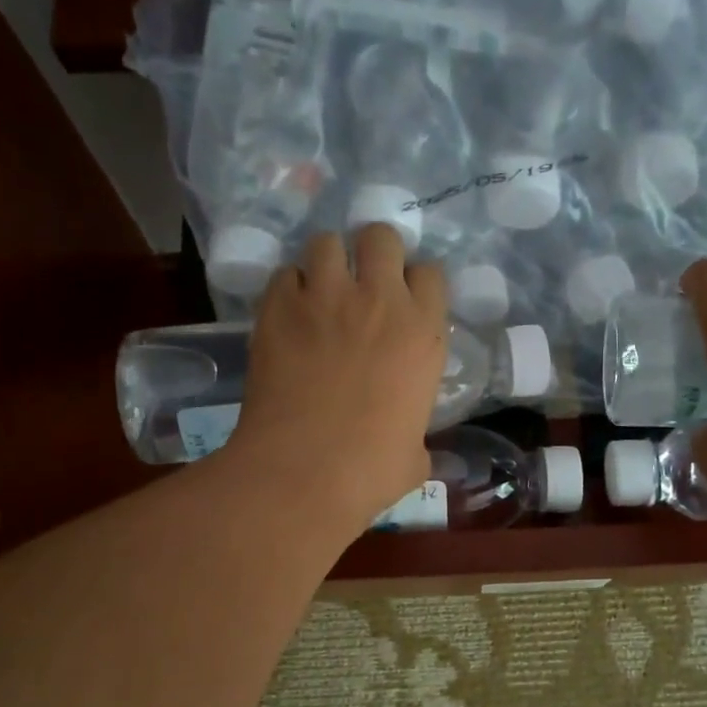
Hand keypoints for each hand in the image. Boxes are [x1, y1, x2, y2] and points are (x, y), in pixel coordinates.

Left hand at [225, 224, 447, 538]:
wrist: (304, 470)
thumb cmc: (371, 469)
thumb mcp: (415, 454)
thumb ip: (417, 436)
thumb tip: (412, 448)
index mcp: (423, 332)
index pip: (430, 272)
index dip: (415, 284)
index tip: (405, 302)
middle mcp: (378, 300)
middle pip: (381, 236)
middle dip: (373, 252)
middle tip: (363, 282)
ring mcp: (324, 297)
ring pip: (327, 242)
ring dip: (327, 262)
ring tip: (321, 291)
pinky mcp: (277, 307)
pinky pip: (285, 274)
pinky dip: (289, 288)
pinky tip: (289, 314)